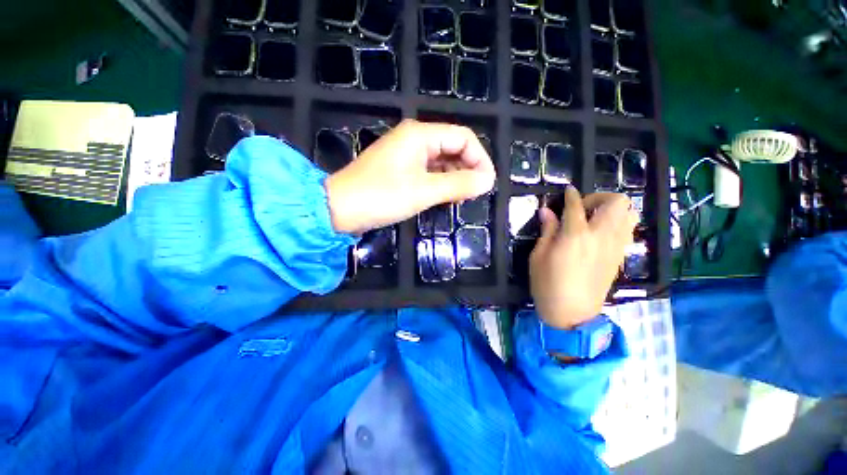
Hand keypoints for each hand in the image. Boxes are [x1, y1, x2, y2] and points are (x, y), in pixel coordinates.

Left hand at [324, 119, 495, 233]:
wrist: (340, 209)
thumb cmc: (382, 197)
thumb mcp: (424, 191)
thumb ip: (458, 184)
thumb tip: (487, 181)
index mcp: (420, 135)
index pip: (463, 138)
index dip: (480, 159)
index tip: (486, 184)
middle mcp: (414, 138)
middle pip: (453, 148)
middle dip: (467, 169)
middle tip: (473, 195)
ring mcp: (406, 154)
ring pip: (442, 161)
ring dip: (455, 178)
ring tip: (459, 199)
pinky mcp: (401, 169)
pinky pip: (429, 171)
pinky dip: (440, 183)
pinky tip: (443, 197)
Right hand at [530, 187, 638, 329]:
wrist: (572, 314)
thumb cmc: (547, 284)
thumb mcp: (538, 256)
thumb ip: (546, 231)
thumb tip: (546, 211)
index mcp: (575, 236)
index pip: (576, 206)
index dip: (571, 195)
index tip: (568, 190)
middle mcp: (600, 237)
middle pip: (616, 203)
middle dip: (599, 198)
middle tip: (582, 208)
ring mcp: (614, 247)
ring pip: (629, 214)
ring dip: (612, 209)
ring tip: (593, 218)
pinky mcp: (619, 257)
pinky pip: (627, 230)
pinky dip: (617, 223)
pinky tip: (600, 232)